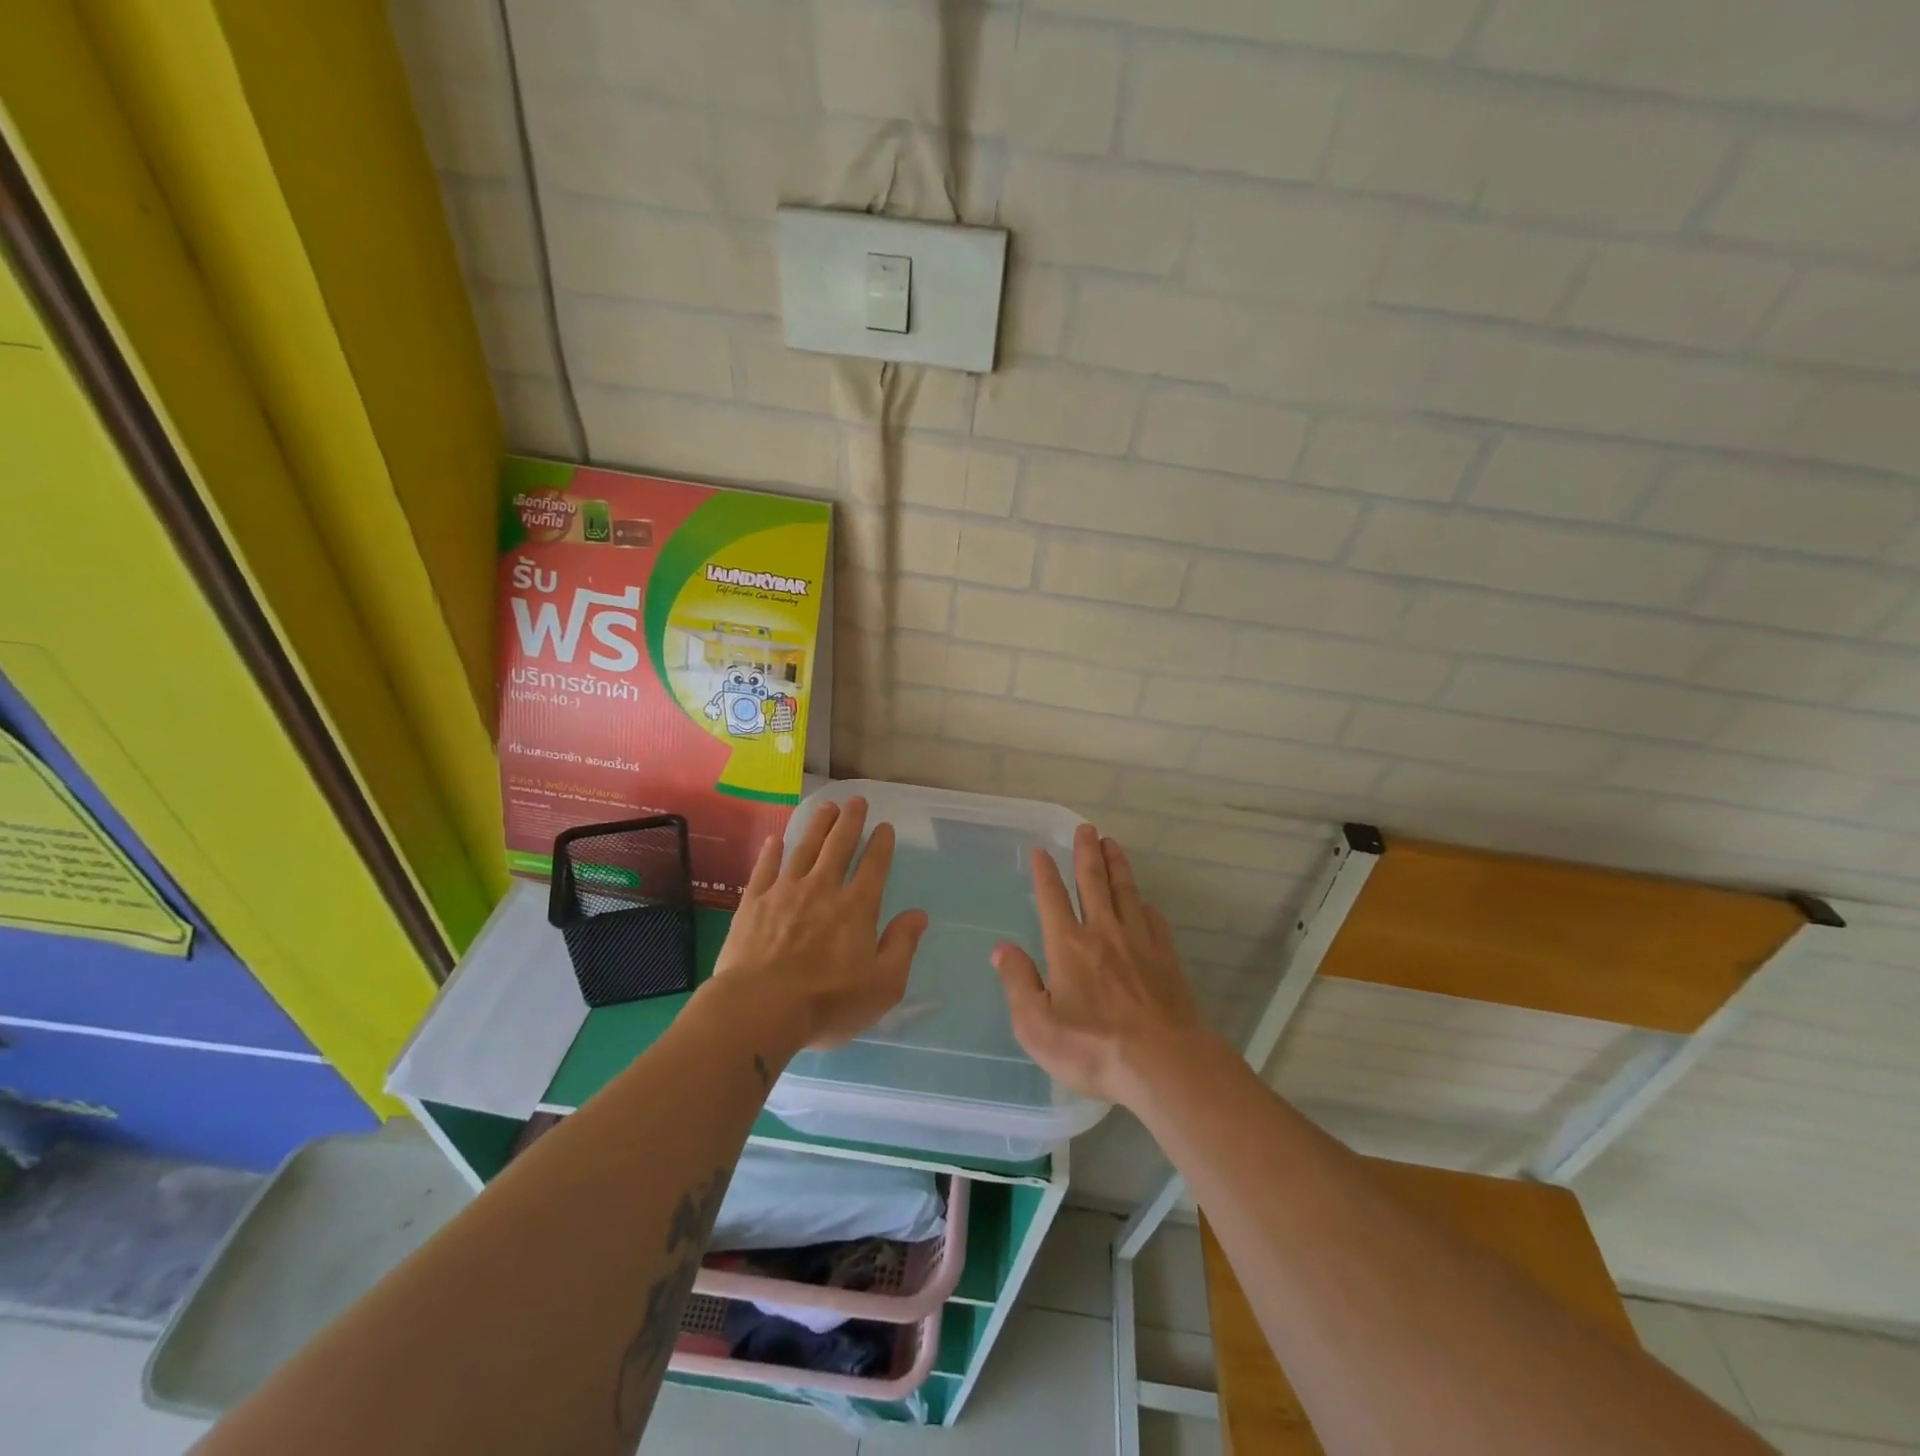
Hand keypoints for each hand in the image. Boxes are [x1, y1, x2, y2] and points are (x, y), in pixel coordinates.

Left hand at [710, 796, 928, 1051]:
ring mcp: (785, 891)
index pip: (874, 866)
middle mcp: (822, 888)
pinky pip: (765, 868)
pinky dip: (772, 852)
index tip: (885, 826)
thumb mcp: (883, 984)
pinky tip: (776, 840)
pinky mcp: (753, 902)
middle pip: (838, 846)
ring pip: (804, 848)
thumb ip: (902, 946)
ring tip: (826, 807)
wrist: (759, 1008)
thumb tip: (919, 914)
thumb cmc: (828, 1002)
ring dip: (817, 825)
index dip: (881, 844)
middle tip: (856, 801)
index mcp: (857, 907)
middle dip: (850, 821)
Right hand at [993, 825, 1210, 1108]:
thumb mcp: (1037, 1026)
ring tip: (1112, 844)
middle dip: (1087, 853)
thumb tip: (1001, 949)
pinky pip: (1154, 922)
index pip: (1052, 897)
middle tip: (1087, 828)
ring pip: (1126, 892)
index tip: (1040, 850)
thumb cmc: (1093, 1048)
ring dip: (1117, 866)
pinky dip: (1146, 906)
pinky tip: (1145, 903)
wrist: (1164, 1064)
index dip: (1044, 872)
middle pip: (1093, 882)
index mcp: (1068, 945)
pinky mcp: (1167, 959)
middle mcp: (1103, 933)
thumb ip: (1017, 983)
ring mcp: (1139, 943)